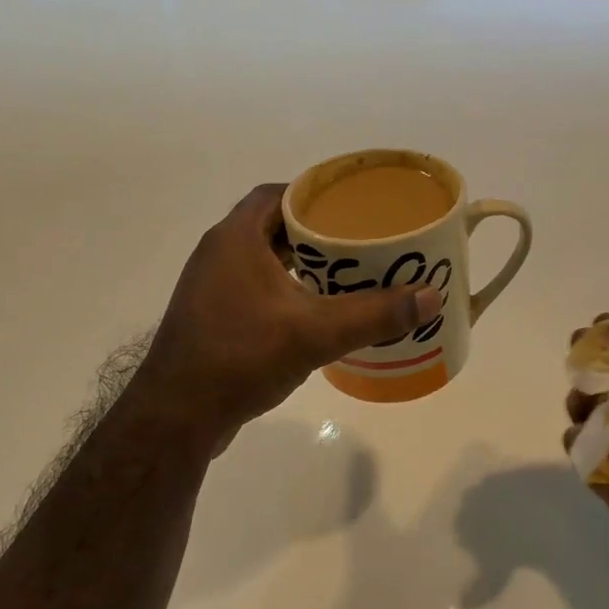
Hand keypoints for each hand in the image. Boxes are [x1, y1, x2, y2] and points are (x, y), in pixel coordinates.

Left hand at [130, 184, 441, 452]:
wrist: (178, 415)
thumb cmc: (241, 357)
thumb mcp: (315, 333)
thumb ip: (374, 314)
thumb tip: (430, 297)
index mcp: (236, 237)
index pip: (279, 194)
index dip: (316, 195)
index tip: (354, 207)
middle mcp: (219, 253)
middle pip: (274, 226)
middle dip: (318, 233)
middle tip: (362, 244)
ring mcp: (211, 288)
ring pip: (265, 261)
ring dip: (302, 265)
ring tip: (348, 276)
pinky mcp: (212, 319)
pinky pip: (256, 290)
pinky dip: (287, 292)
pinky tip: (316, 314)